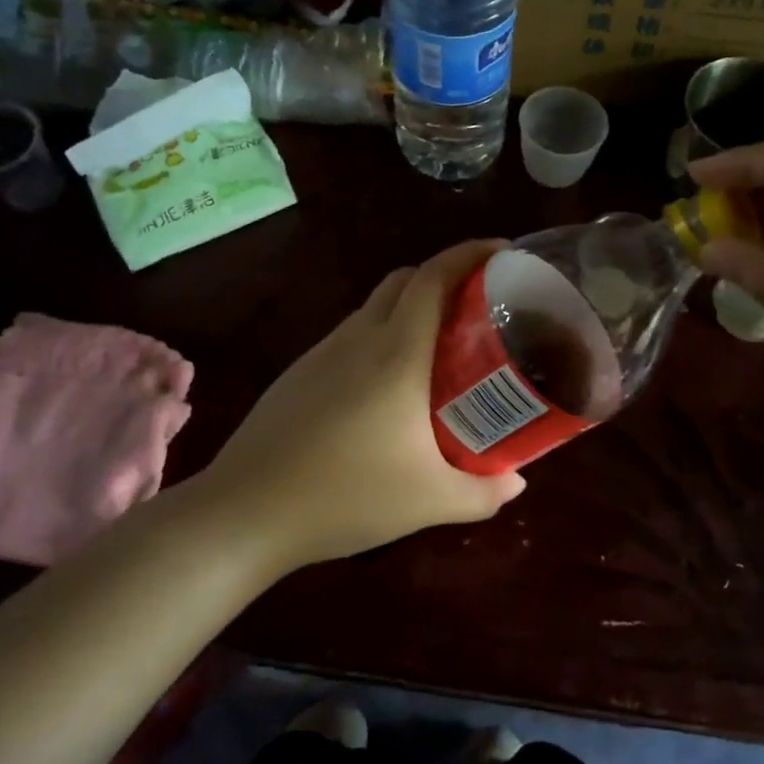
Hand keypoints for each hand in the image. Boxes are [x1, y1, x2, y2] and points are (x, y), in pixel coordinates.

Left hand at [198, 240, 526, 570]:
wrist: (247, 511)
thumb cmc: (346, 495)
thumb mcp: (430, 501)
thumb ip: (484, 492)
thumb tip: (516, 481)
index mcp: (396, 353)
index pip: (434, 277)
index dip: (470, 254)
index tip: (502, 252)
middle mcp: (358, 338)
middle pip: (405, 280)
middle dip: (444, 277)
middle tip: (478, 308)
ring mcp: (322, 353)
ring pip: (374, 308)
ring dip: (410, 310)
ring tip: (438, 351)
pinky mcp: (299, 374)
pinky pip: (351, 337)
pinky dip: (380, 339)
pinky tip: (387, 390)